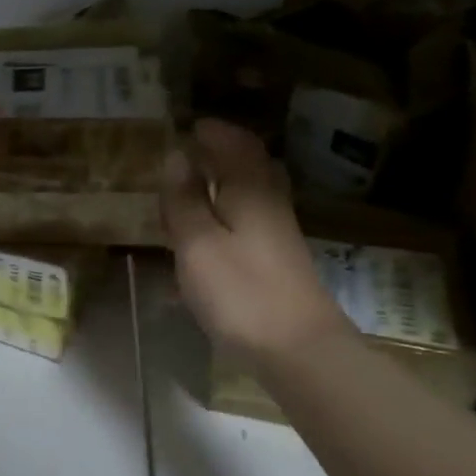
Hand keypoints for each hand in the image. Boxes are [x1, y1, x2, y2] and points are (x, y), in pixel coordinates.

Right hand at [162, 119, 350, 354]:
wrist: (299, 351)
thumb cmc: (241, 292)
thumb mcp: (198, 243)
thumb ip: (184, 199)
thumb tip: (176, 156)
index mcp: (251, 192)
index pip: (237, 145)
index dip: (214, 132)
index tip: (188, 125)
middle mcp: (269, 206)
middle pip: (249, 167)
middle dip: (220, 155)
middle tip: (189, 153)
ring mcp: (277, 236)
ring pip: (248, 196)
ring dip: (220, 186)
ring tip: (188, 192)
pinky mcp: (276, 263)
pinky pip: (246, 223)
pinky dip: (224, 216)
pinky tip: (204, 238)